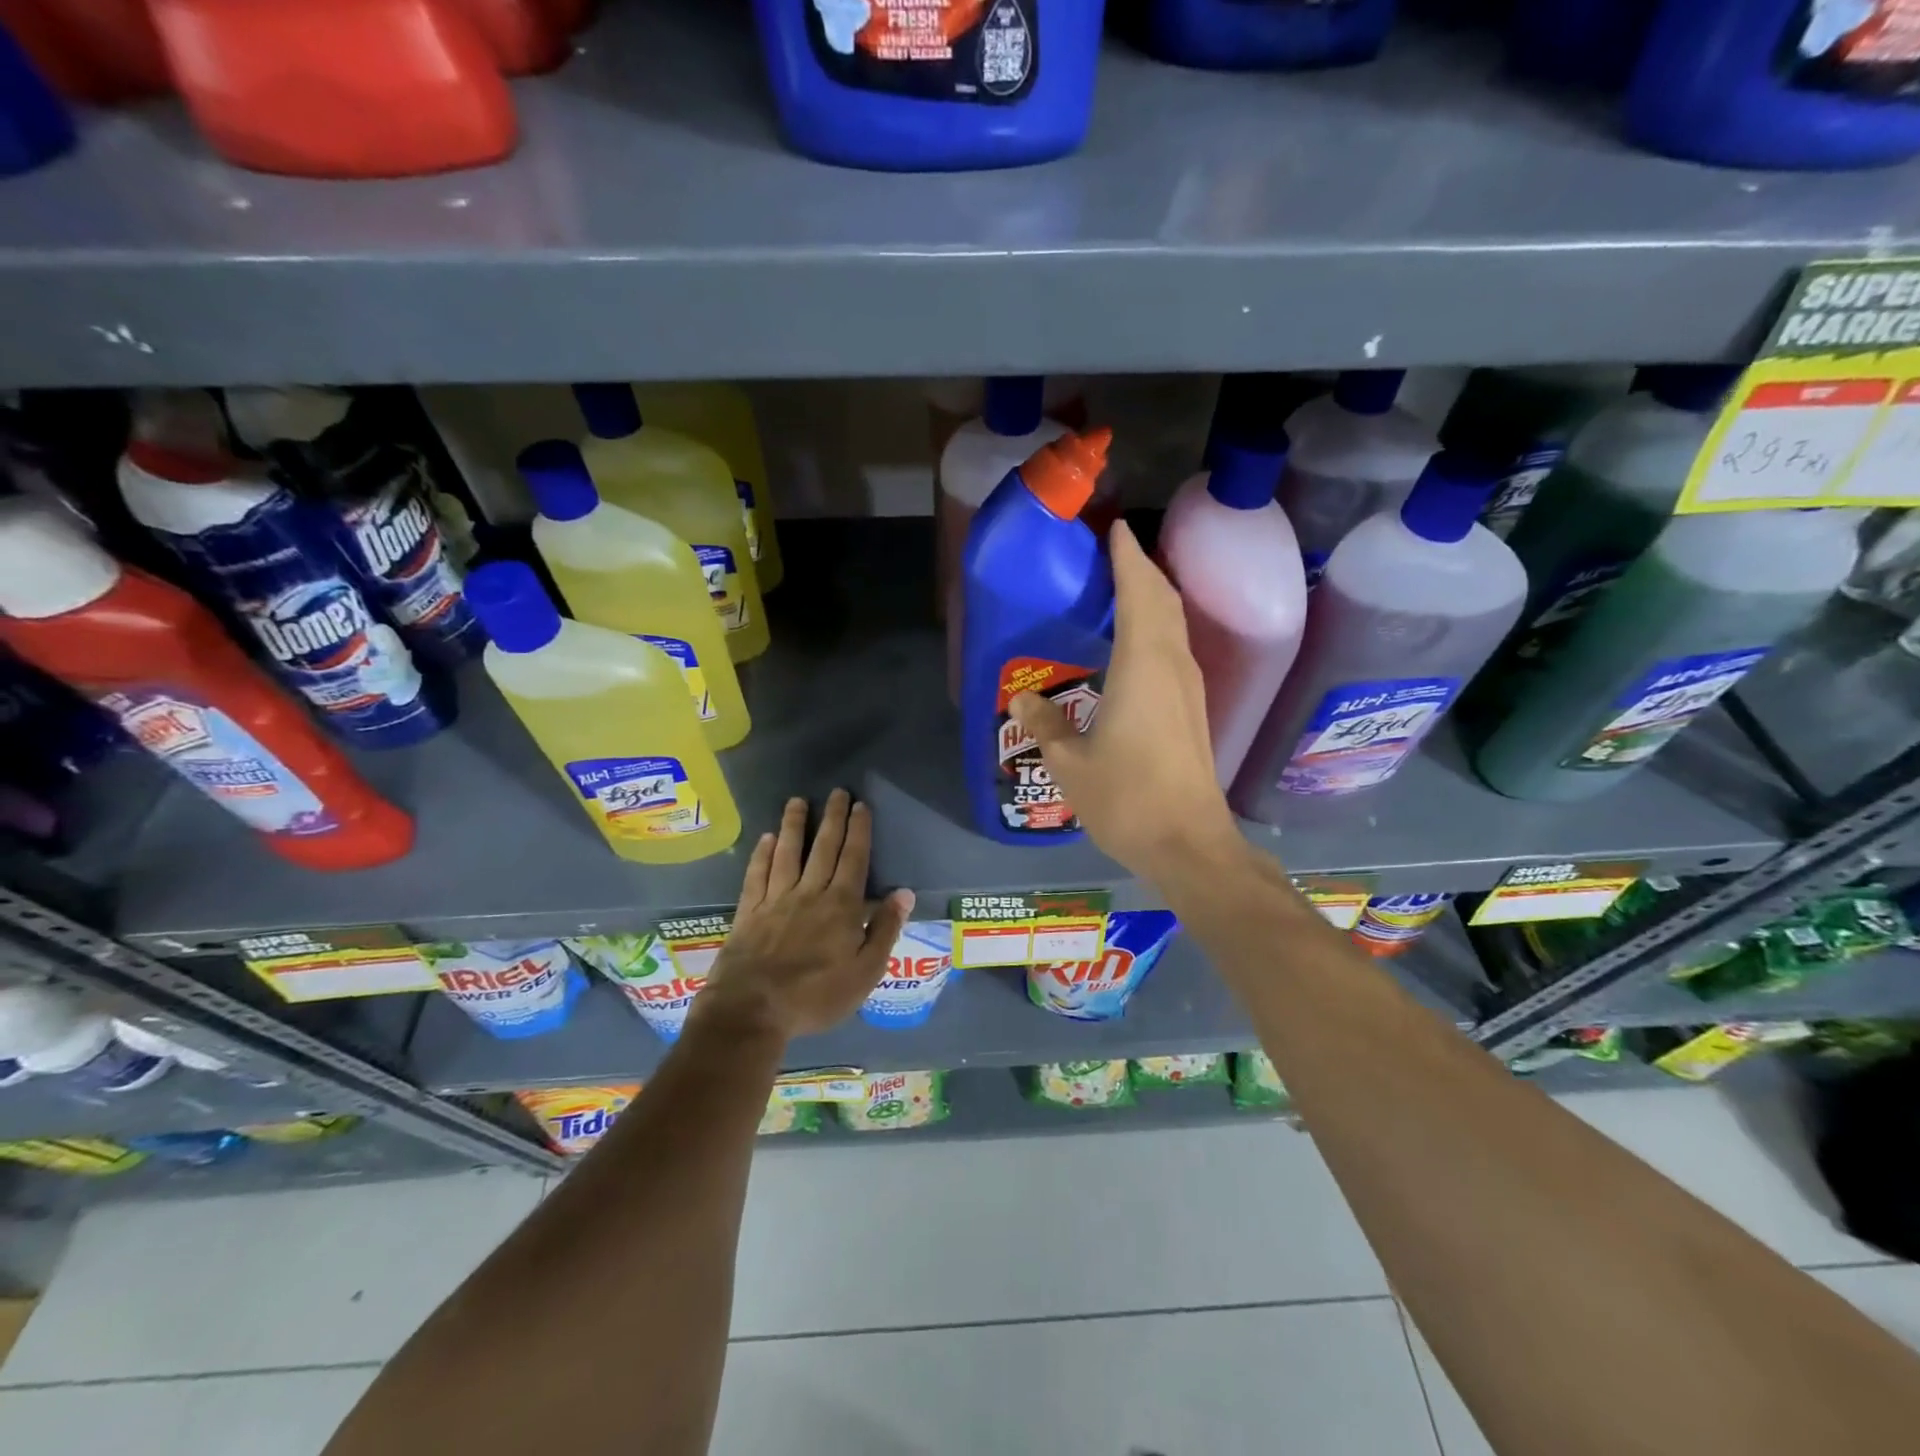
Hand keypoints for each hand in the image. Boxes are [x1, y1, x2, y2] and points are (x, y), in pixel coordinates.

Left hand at [695, 789, 913, 1042]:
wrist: (752, 1010)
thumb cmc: (816, 996)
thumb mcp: (865, 972)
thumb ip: (884, 930)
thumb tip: (904, 893)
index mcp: (841, 906)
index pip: (854, 859)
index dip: (859, 830)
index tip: (861, 805)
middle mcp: (810, 893)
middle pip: (824, 848)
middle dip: (833, 818)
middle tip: (837, 792)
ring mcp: (776, 900)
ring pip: (788, 853)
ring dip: (795, 825)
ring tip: (798, 801)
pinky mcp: (749, 912)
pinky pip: (757, 874)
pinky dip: (763, 854)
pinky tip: (767, 838)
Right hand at [1010, 520, 1247, 881]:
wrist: (1189, 844)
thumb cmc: (1127, 799)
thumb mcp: (1070, 764)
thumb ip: (1045, 725)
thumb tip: (1020, 701)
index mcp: (1142, 666)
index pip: (1138, 593)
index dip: (1128, 558)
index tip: (1116, 528)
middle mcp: (1172, 666)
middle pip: (1163, 601)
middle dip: (1142, 570)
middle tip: (1114, 553)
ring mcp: (1189, 689)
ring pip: (1174, 624)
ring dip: (1153, 598)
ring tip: (1124, 587)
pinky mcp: (1193, 710)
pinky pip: (1175, 648)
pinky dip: (1158, 627)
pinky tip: (1138, 643)